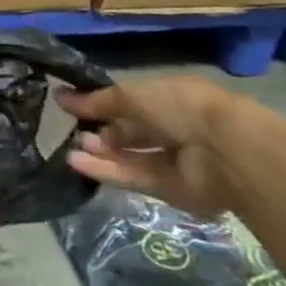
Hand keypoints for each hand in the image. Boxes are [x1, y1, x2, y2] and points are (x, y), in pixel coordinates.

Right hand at [56, 76, 252, 218]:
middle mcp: (173, 127)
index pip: (130, 101)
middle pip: (130, 131)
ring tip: (69, 150)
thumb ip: (96, 101)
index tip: (70, 105)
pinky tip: (77, 164)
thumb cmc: (179, 107)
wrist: (226, 153)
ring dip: (101, 153)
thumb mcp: (131, 95)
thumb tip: (59, 97)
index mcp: (168, 98)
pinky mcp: (171, 190)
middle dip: (102, 131)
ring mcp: (174, 161)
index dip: (101, 103)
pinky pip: (134, 178)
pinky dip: (107, 171)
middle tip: (73, 131)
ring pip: (130, 156)